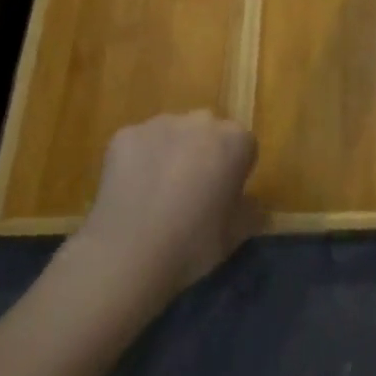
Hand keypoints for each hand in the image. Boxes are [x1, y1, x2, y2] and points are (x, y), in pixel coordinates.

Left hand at [71, 111, 260, 297]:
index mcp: (235, 140)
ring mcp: (159, 124)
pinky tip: (131, 191)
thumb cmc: (193, 245)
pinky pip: (138, 143)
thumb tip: (250, 203)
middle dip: (203, 154)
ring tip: (155, 194)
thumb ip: (251, 210)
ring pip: (171, 134)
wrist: (128, 255)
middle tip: (190, 192)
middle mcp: (201, 121)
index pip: (243, 146)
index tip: (222, 196)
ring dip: (170, 153)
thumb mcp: (236, 234)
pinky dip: (137, 160)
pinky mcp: (124, 135)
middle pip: (208, 133)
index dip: (234, 171)